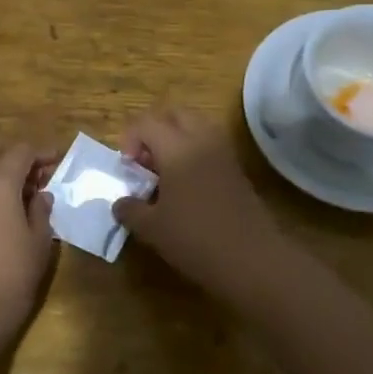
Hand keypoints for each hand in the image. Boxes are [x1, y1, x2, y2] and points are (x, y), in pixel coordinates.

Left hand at [0, 139, 57, 348]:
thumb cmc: (12, 275)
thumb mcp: (39, 242)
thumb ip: (41, 211)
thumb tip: (41, 196)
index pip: (22, 151)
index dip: (42, 153)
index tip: (59, 161)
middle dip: (15, 156)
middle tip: (38, 176)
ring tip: (25, 195)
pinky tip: (6, 212)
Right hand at [113, 107, 288, 300]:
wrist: (252, 259)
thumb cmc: (195, 239)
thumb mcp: (152, 229)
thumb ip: (130, 210)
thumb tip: (120, 203)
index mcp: (177, 148)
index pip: (146, 123)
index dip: (129, 139)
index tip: (127, 168)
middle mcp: (201, 140)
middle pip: (174, 114)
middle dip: (154, 129)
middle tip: (144, 160)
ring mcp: (223, 153)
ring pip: (196, 125)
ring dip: (175, 138)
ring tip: (164, 171)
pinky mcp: (236, 169)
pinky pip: (210, 144)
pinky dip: (193, 151)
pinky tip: (185, 185)